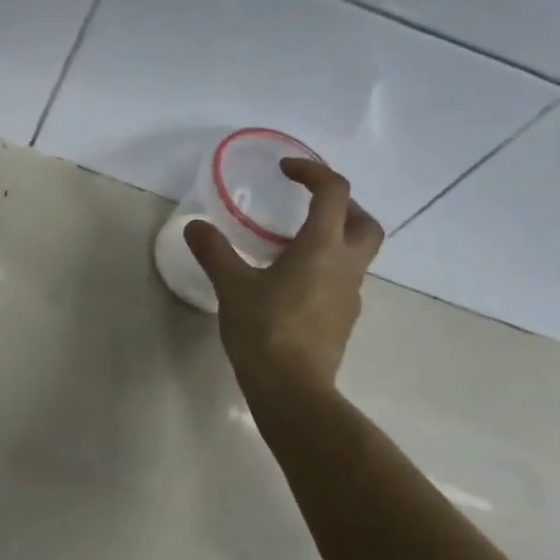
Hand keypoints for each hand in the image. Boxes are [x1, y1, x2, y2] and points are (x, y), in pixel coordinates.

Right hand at [185, 157, 383, 392]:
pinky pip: (342, 282)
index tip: (286, 170)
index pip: (333, 192)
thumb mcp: (232, 287)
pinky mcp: (343, 320)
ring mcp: (350, 296)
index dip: (313, 171)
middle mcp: (346, 266)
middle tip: (309, 207)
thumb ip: (215, 252)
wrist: (292, 388)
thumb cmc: (264, 330)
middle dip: (342, 206)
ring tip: (294, 247)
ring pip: (357, 254)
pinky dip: (325, 270)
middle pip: (365, 222)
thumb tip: (194, 225)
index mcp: (322, 247)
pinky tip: (293, 286)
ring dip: (335, 239)